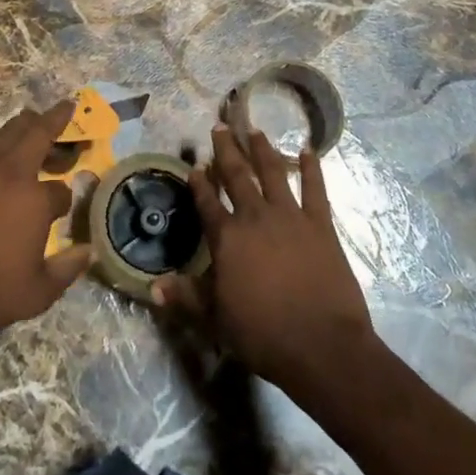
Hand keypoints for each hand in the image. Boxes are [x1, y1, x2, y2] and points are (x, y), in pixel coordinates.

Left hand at [0, 100, 92, 337]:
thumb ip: (67, 270)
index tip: (61, 210)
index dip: (63, 200)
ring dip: (23, 121)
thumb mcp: (37, 293)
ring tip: (31, 115)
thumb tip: (89, 250)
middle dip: (56, 120)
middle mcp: (12, 173)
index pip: (60, 191)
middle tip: (65, 107)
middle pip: (39, 135)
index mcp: (37, 201)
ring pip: (7, 131)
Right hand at [154, 126, 373, 397]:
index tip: (194, 165)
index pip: (207, 202)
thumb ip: (186, 298)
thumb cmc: (264, 335)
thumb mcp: (216, 320)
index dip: (199, 183)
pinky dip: (312, 168)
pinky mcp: (320, 225)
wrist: (322, 347)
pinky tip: (308, 150)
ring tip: (255, 130)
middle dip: (226, 150)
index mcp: (227, 238)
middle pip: (237, 176)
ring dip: (263, 150)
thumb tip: (153, 287)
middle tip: (220, 127)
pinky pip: (315, 190)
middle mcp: (255, 217)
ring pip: (273, 173)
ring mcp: (290, 217)